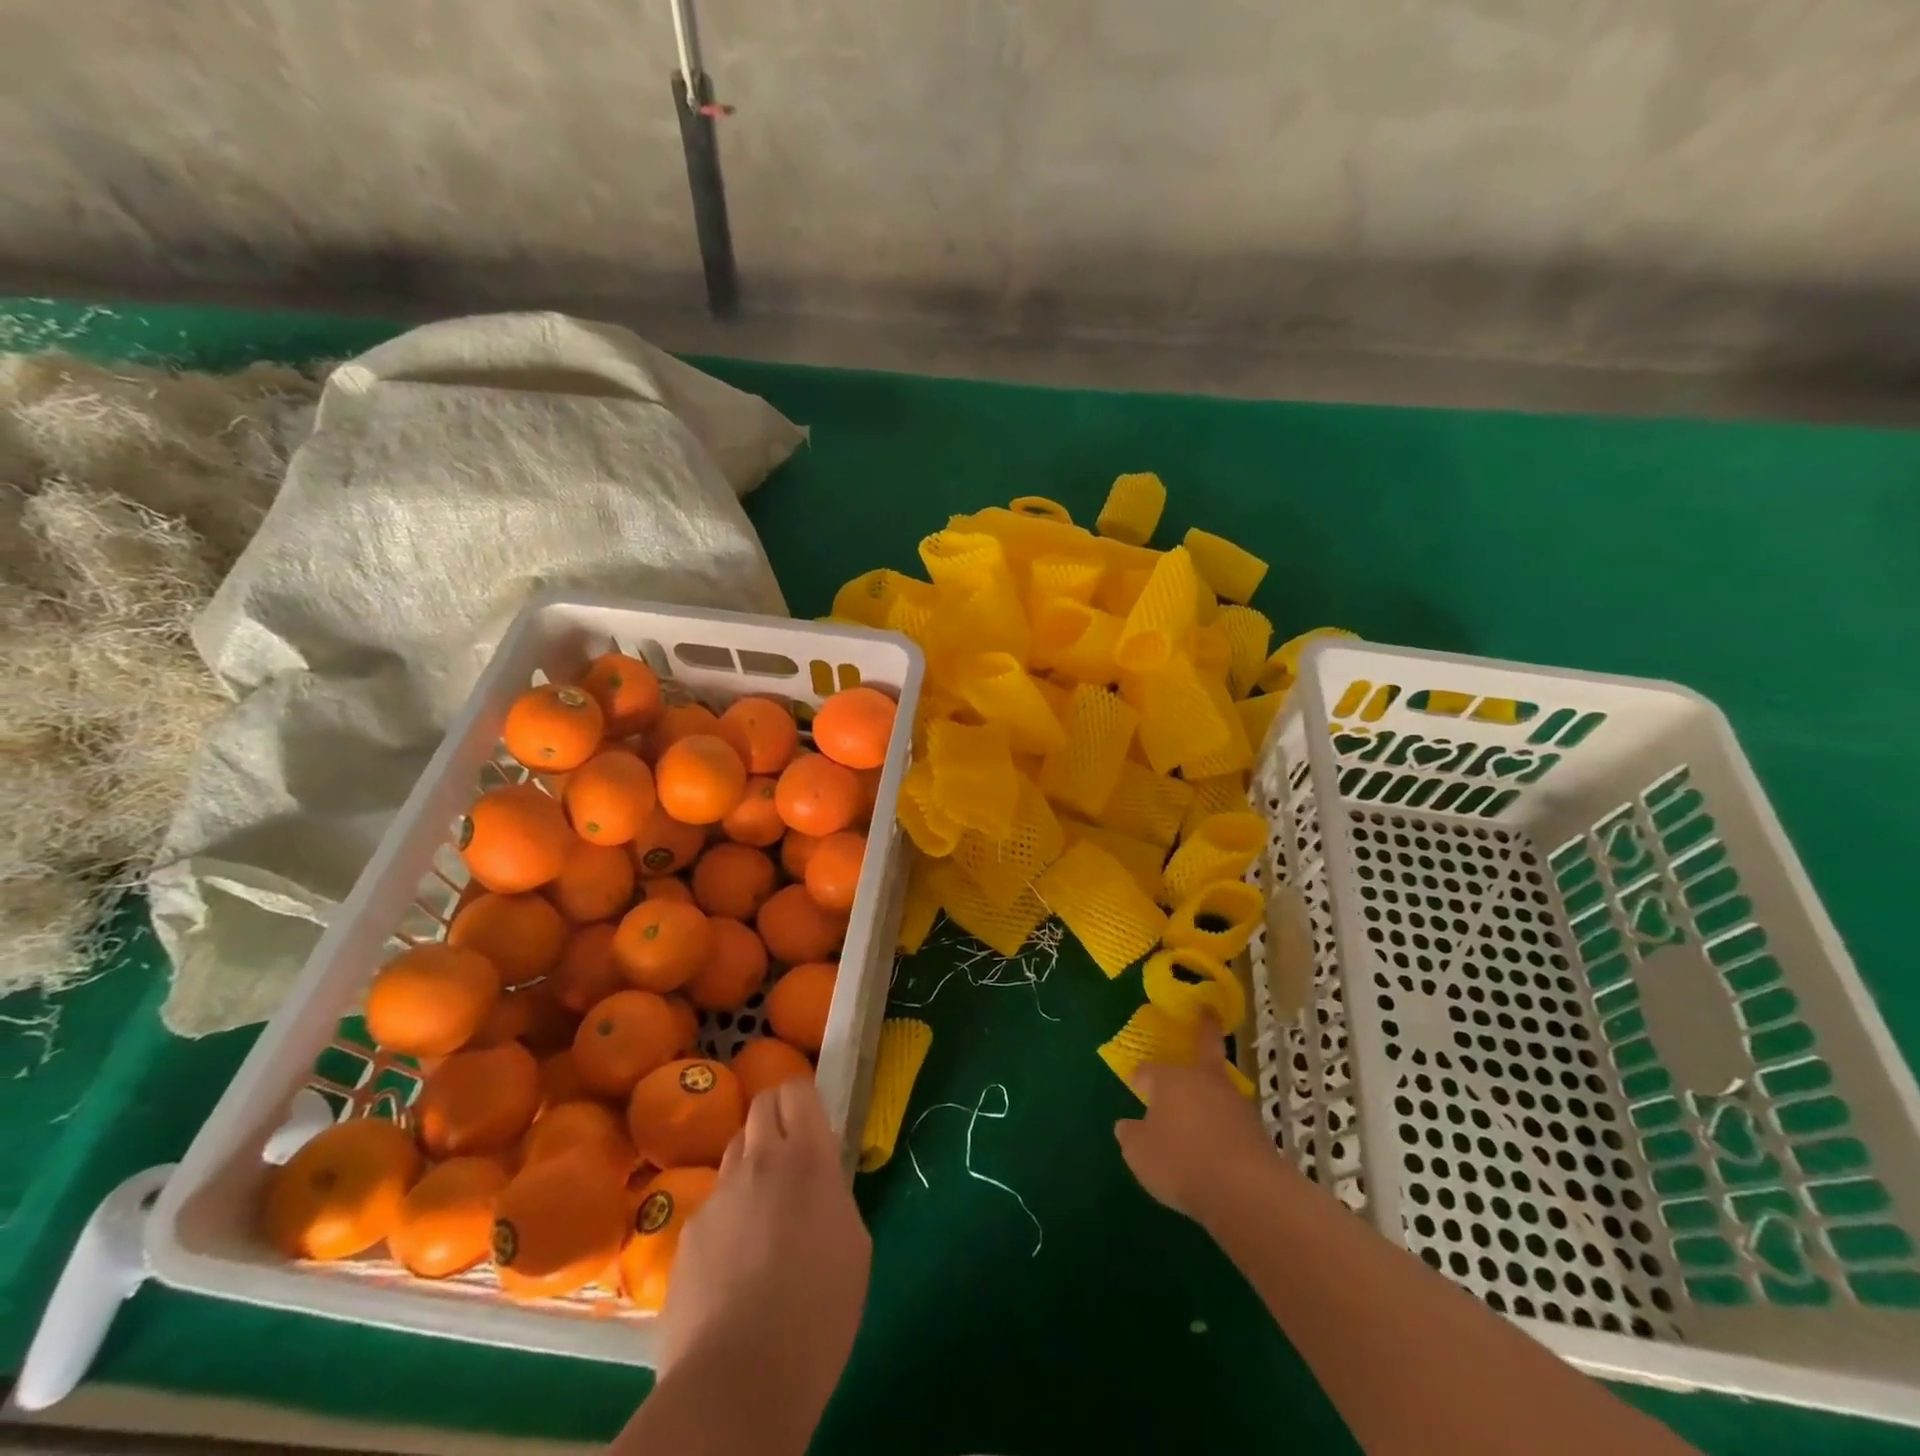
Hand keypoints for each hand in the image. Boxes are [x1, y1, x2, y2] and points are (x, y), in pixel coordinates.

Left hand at [658, 1078, 870, 1415]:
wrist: (738, 1381)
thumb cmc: (818, 1313)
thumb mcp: (853, 1243)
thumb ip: (833, 1193)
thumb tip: (818, 1181)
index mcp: (806, 1159)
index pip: (797, 1090)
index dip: (804, 1098)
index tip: (814, 1122)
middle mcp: (758, 1162)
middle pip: (761, 1106)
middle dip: (776, 1117)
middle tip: (791, 1156)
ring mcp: (717, 1196)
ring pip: (735, 1151)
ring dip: (752, 1164)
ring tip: (763, 1214)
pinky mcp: (687, 1234)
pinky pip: (713, 1204)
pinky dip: (728, 1215)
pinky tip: (734, 1265)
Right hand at [1114, 1015, 1285, 1222]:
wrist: (1246, 1190)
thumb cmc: (1182, 1162)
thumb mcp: (1140, 1153)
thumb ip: (1131, 1135)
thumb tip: (1127, 1125)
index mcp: (1170, 1078)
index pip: (1149, 1070)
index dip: (1140, 1077)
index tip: (1135, 1085)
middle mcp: (1203, 1078)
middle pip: (1203, 1047)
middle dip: (1203, 1029)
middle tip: (1206, 1012)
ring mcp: (1234, 1101)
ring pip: (1217, 1084)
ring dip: (1210, 1090)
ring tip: (1199, 1113)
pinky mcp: (1256, 1127)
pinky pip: (1231, 1117)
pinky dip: (1223, 1123)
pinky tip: (1216, 1145)